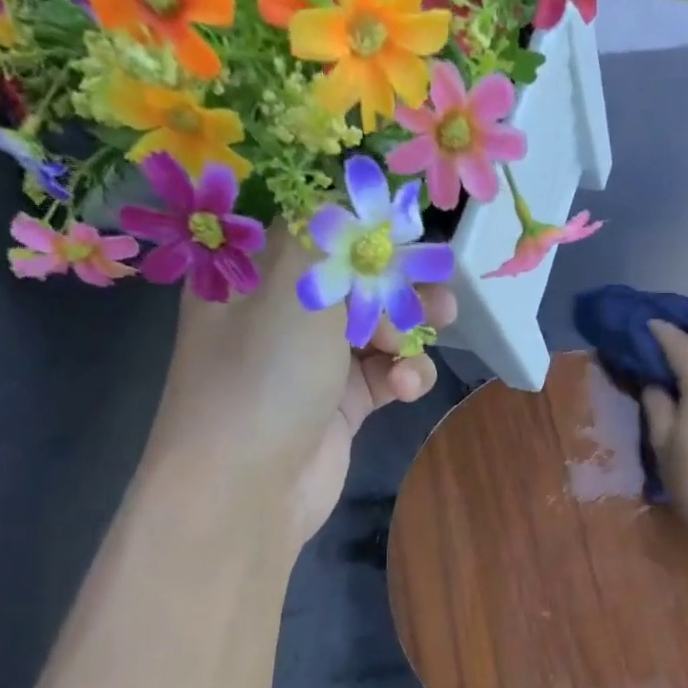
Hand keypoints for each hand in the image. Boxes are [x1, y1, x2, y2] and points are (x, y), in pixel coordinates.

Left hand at [144, 223, 456, 545]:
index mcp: (252, 273)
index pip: (310, 226)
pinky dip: (403, 375)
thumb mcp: (295, 284)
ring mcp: (311, 361)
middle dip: (398, 278)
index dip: (359, 220)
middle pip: (353, 276)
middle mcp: (279, 312)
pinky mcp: (341, 404)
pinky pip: (383, 373)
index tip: (404, 222)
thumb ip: (332, 233)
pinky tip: (406, 386)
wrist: (248, 489)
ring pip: (376, 325)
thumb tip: (359, 198)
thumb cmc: (264, 375)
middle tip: (436, 281)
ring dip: (409, 327)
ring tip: (438, 326)